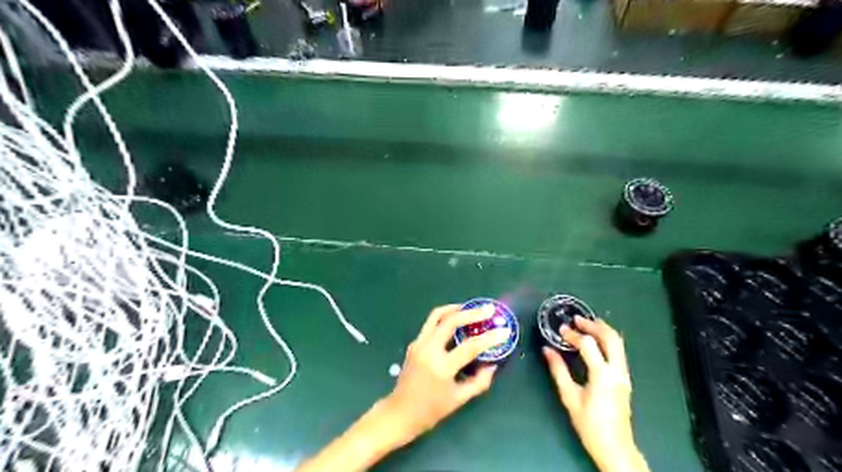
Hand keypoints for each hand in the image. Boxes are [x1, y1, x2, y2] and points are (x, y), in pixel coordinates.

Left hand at [384, 304, 513, 444]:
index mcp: (441, 367)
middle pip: (450, 321)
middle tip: (487, 309)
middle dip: (471, 313)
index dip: (490, 338)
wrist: (400, 412)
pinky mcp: (414, 343)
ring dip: (455, 309)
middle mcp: (428, 350)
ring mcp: (419, 344)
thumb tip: (492, 364)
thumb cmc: (431, 410)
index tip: (505, 330)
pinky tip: (456, 320)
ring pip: (436, 316)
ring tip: (470, 307)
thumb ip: (479, 381)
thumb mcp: (459, 399)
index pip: (470, 347)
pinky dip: (445, 317)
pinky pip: (431, 323)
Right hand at [542, 318, 645, 471]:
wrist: (615, 447)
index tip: (561, 330)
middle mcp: (617, 371)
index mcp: (603, 375)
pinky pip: (619, 351)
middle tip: (577, 319)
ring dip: (603, 330)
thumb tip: (547, 350)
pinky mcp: (625, 379)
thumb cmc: (589, 424)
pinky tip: (595, 340)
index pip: (588, 345)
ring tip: (586, 324)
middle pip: (611, 338)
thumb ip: (558, 370)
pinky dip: (607, 340)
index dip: (573, 335)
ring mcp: (624, 375)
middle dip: (594, 325)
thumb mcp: (570, 397)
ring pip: (618, 343)